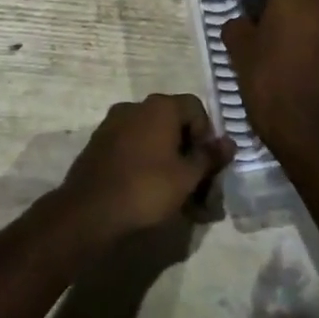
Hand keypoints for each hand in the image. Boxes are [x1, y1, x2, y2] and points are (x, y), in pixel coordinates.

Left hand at [58, 94, 236, 243]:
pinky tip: (152, 195)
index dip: (207, 135)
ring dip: (170, 164)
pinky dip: (147, 166)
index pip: (195, 108)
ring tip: (178, 200)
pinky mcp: (99, 145)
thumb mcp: (187, 176)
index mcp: (159, 106)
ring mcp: (113, 124)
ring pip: (153, 140)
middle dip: (189, 155)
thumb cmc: (146, 188)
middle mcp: (136, 107)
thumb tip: (229, 142)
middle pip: (174, 124)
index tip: (207, 166)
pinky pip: (133, 149)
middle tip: (198, 189)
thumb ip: (209, 157)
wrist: (89, 211)